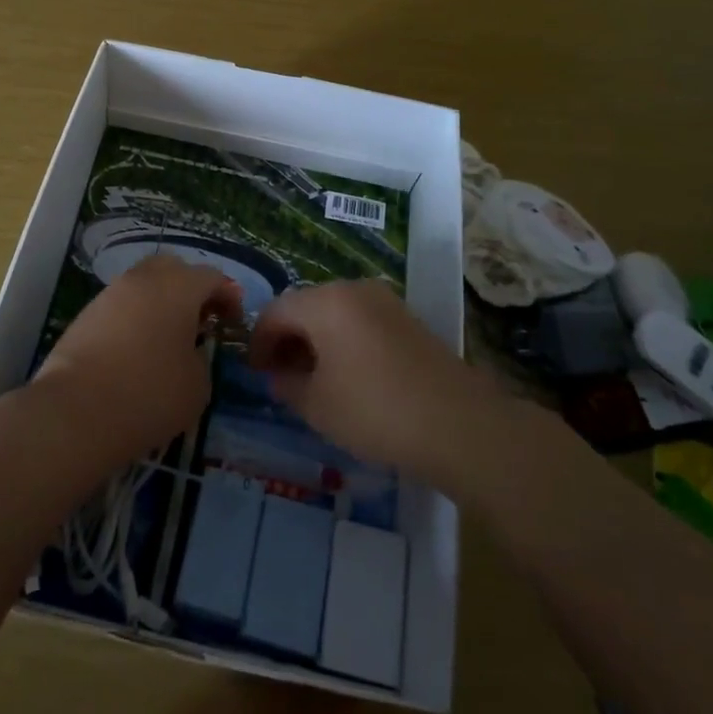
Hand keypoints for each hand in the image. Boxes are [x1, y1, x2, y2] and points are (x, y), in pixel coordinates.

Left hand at [31, 254, 240, 467]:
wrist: (75, 411)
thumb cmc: (149, 394)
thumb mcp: (198, 385)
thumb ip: (201, 359)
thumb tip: (189, 351)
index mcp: (178, 287)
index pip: (212, 276)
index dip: (228, 296)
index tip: (232, 322)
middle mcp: (144, 279)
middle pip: (174, 268)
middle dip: (191, 288)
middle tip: (201, 320)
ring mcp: (110, 293)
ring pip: (144, 283)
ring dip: (161, 301)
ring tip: (168, 337)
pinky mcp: (86, 313)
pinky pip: (122, 304)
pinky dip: (136, 316)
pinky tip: (138, 348)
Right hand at [247, 281, 474, 478]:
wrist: (458, 424)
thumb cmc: (375, 411)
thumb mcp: (317, 405)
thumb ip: (287, 384)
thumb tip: (279, 374)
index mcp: (324, 302)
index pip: (275, 312)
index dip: (258, 341)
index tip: (254, 372)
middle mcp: (352, 289)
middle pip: (305, 306)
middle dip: (287, 338)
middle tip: (280, 375)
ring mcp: (384, 301)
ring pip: (334, 313)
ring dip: (315, 339)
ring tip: (312, 378)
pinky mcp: (407, 319)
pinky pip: (360, 321)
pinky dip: (343, 340)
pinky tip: (347, 375)